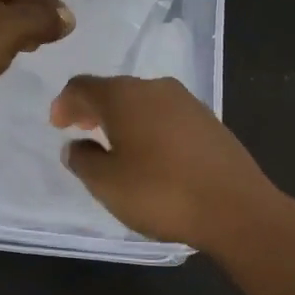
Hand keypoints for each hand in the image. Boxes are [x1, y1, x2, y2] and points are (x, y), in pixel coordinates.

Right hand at [49, 75, 290, 251]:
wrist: (236, 208)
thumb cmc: (161, 193)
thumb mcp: (106, 184)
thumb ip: (82, 160)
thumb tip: (76, 146)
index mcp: (124, 96)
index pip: (83, 86)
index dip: (64, 103)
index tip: (58, 125)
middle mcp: (155, 88)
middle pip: (113, 90)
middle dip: (93, 108)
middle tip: (80, 130)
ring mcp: (187, 102)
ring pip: (142, 101)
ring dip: (122, 118)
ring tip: (114, 145)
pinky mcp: (209, 121)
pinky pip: (165, 115)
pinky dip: (148, 127)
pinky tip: (150, 154)